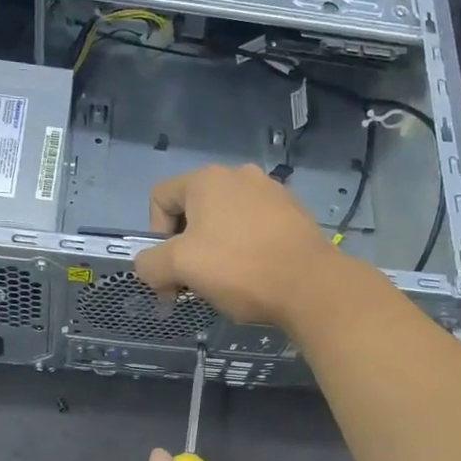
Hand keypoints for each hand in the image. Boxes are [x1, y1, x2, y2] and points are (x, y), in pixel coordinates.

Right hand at [134, 164, 344, 329]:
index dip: (155, 235)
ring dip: (215, 250)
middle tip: (194, 282)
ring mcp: (271, 192)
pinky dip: (246, 249)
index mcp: (207, 179)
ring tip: (227, 282)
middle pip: (193, 210)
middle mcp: (239, 175)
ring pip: (225, 221)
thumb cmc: (239, 269)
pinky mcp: (294, 214)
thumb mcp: (179, 267)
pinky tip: (255, 276)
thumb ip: (150, 264)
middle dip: (186, 247)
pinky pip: (255, 229)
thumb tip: (150, 267)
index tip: (171, 269)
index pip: (160, 198)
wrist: (310, 285)